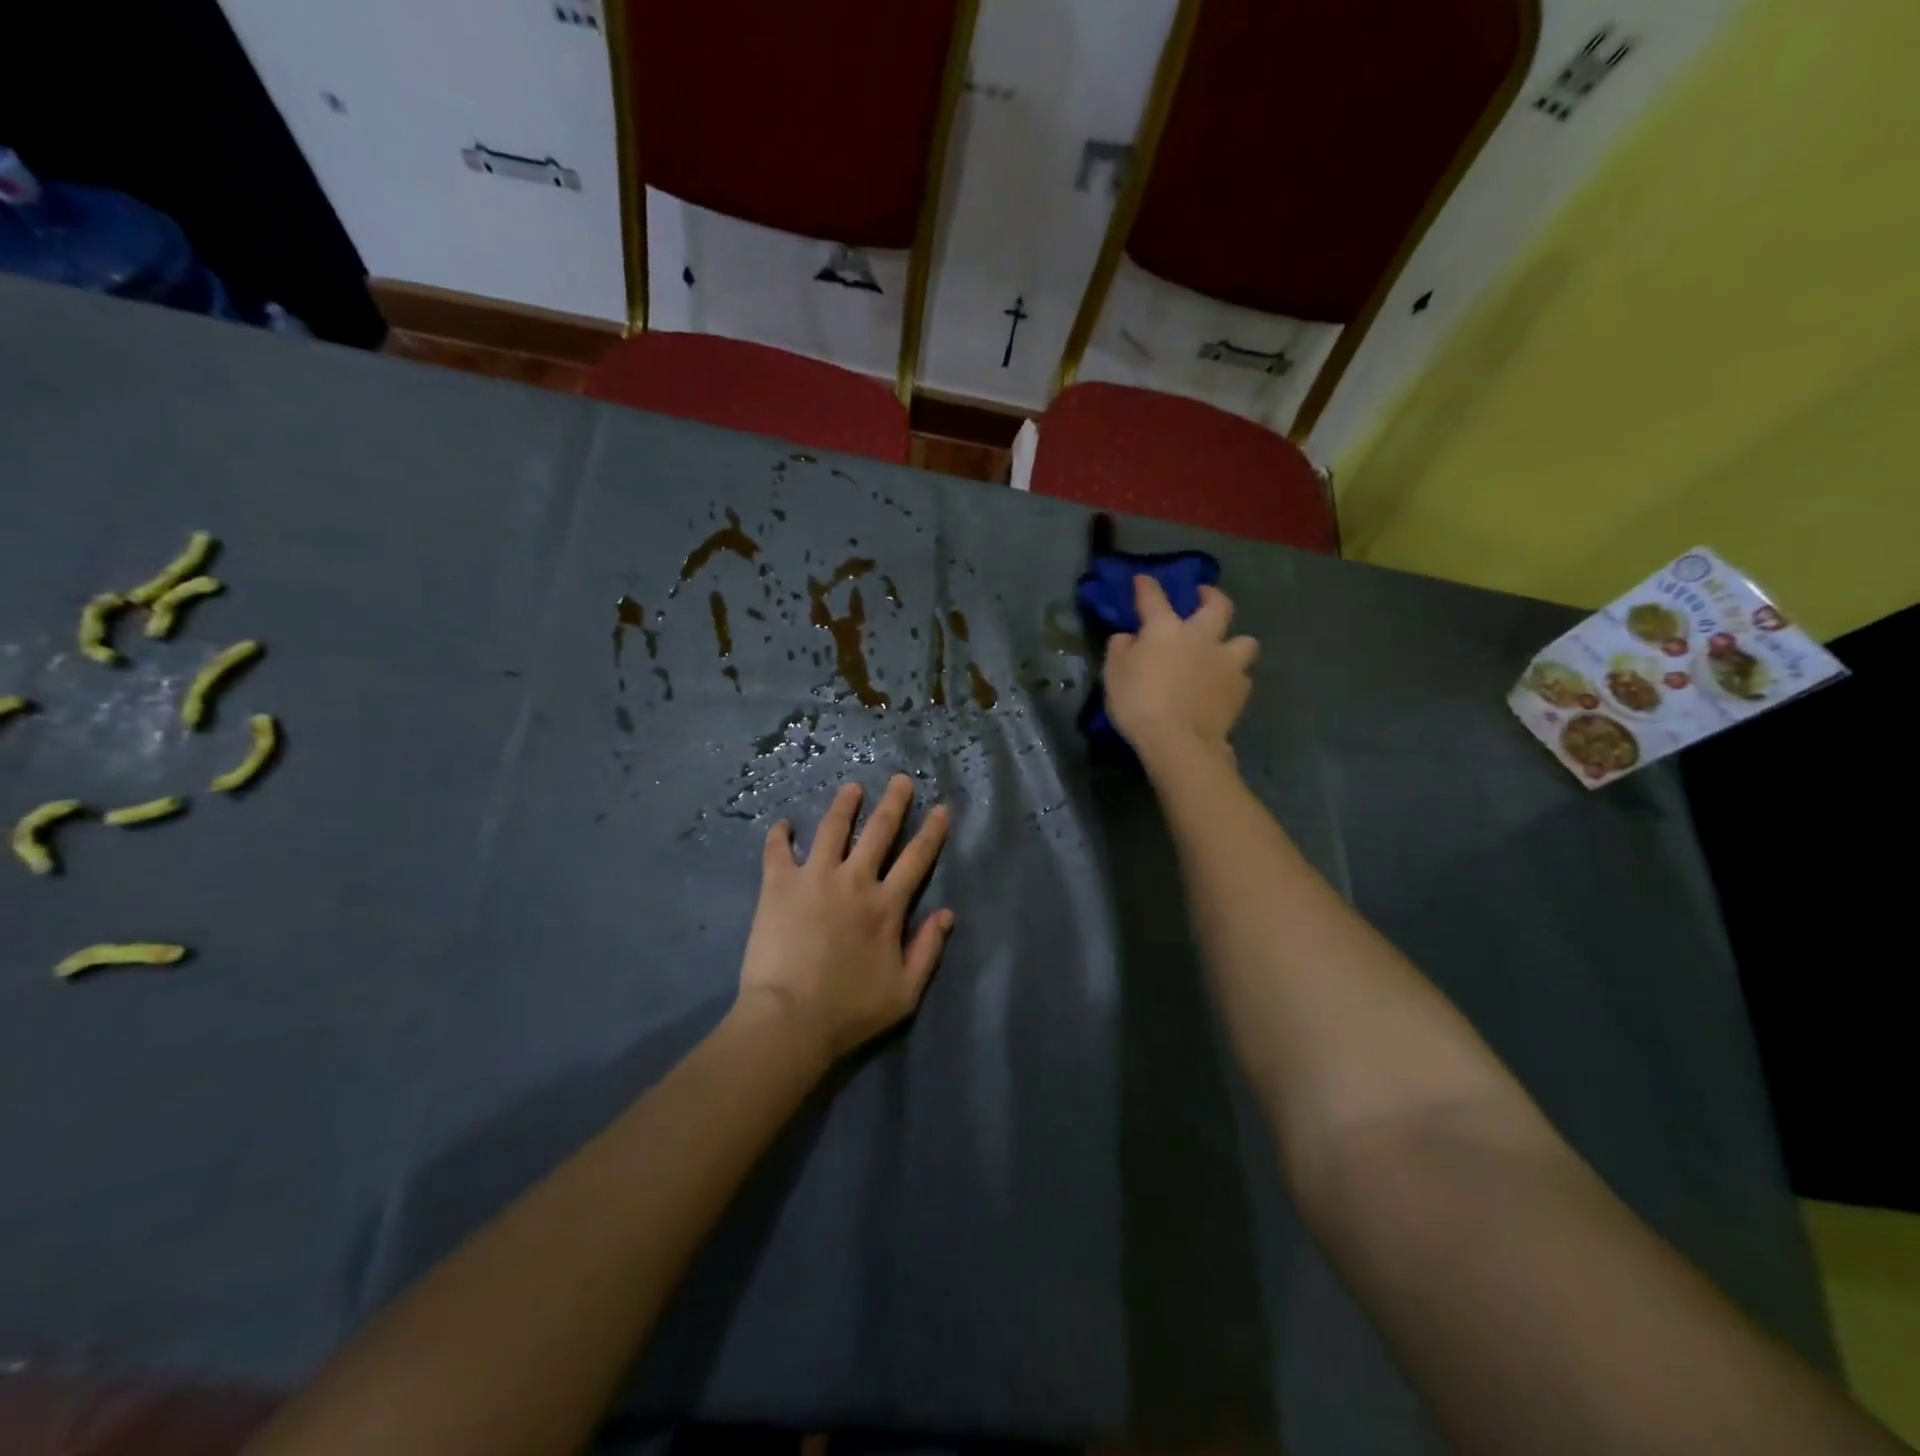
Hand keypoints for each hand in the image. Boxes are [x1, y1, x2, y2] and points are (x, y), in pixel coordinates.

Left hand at [736, 775, 954, 1062]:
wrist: (790, 1019)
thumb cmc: (850, 1010)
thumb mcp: (905, 992)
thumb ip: (928, 950)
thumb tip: (946, 914)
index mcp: (887, 905)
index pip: (917, 858)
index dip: (931, 832)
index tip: (940, 808)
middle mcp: (855, 881)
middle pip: (879, 830)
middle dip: (893, 802)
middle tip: (899, 779)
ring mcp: (815, 878)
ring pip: (833, 828)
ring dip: (844, 805)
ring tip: (851, 788)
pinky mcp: (779, 885)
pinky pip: (778, 850)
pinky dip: (780, 834)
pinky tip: (783, 823)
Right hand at [1104, 575, 1258, 762]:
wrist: (1179, 741)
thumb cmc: (1139, 704)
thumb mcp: (1113, 675)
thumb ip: (1120, 650)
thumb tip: (1128, 637)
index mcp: (1166, 629)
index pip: (1154, 597)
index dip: (1147, 586)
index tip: (1142, 579)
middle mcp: (1201, 637)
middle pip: (1217, 605)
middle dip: (1211, 595)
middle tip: (1203, 596)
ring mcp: (1226, 662)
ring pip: (1244, 641)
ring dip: (1234, 642)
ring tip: (1224, 651)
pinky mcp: (1240, 690)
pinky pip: (1242, 676)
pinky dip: (1233, 678)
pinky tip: (1223, 687)